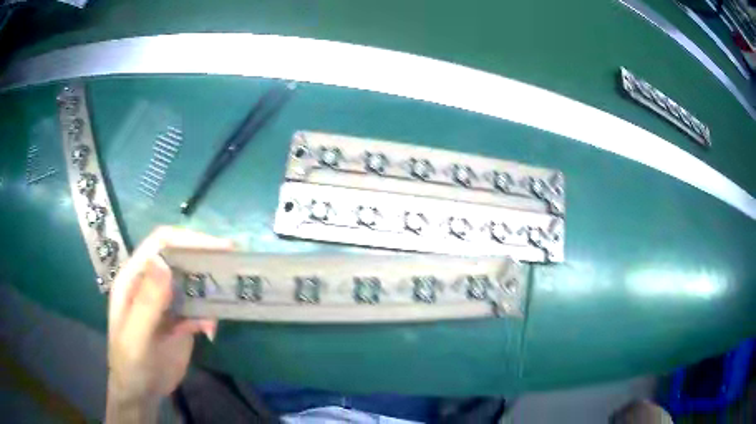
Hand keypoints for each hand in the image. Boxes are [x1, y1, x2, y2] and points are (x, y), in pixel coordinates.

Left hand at [106, 227, 232, 421]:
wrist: (141, 392)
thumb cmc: (130, 363)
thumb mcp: (136, 336)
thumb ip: (147, 303)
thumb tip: (164, 263)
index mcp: (134, 277)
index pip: (161, 244)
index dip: (188, 240)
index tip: (220, 248)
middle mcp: (151, 283)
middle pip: (180, 258)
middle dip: (205, 260)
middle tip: (233, 267)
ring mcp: (167, 302)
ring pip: (192, 282)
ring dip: (210, 290)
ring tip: (227, 300)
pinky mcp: (181, 320)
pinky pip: (199, 309)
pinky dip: (209, 316)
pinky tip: (210, 332)